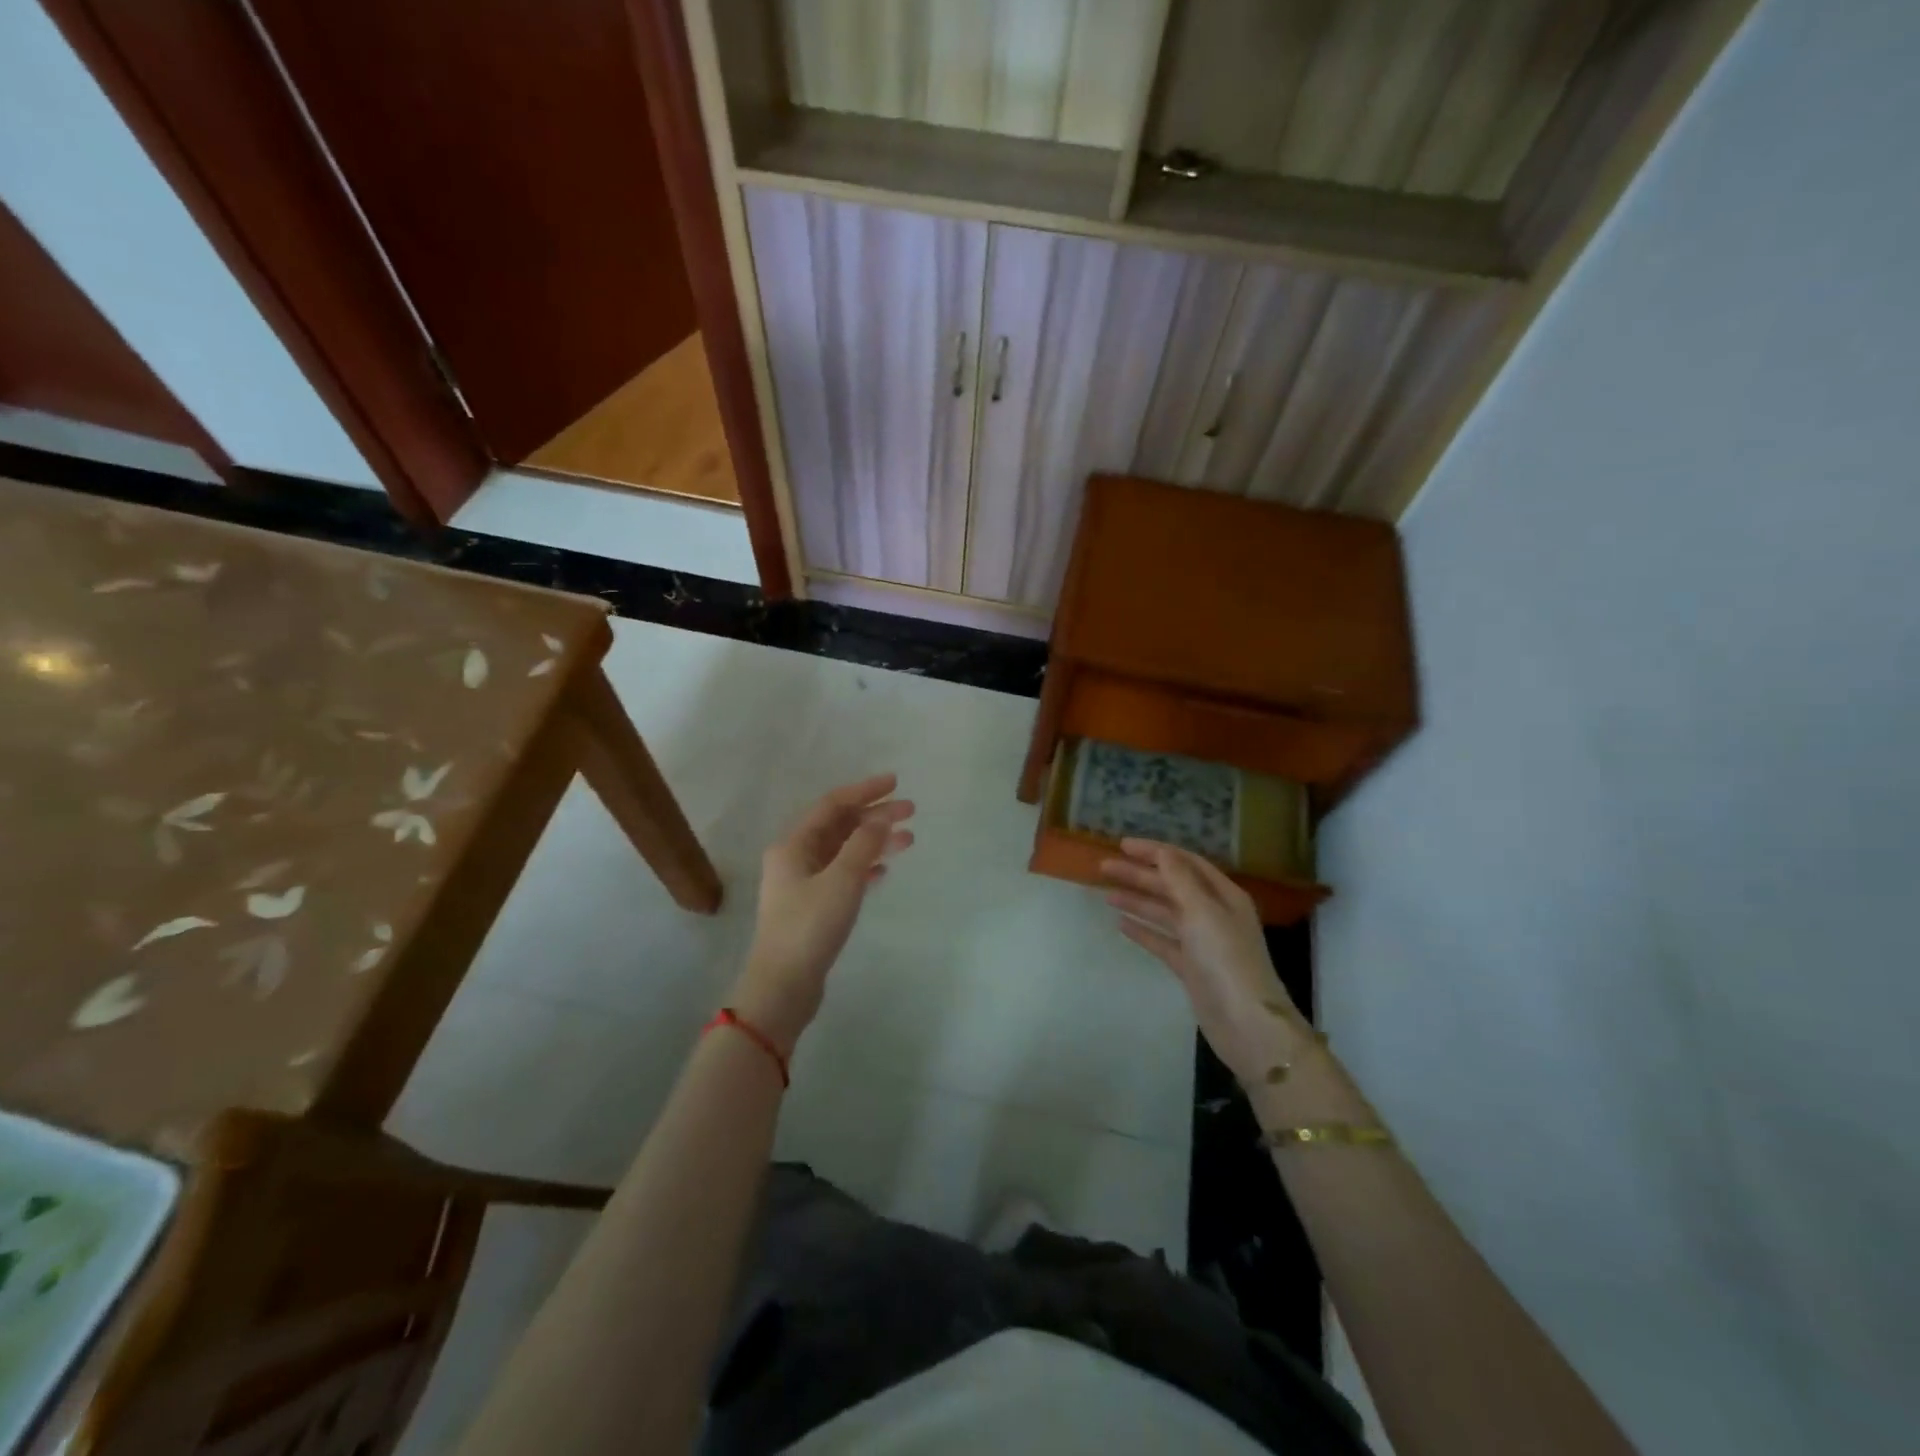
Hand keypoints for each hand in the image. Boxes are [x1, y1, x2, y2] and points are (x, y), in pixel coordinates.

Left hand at [734, 773, 914, 1053]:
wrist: (782, 987)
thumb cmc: (809, 927)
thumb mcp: (841, 880)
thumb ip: (863, 844)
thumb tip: (881, 817)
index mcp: (793, 845)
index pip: (832, 804)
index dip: (865, 790)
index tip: (896, 783)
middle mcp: (795, 858)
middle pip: (839, 826)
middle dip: (874, 816)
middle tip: (911, 811)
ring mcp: (803, 884)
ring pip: (844, 851)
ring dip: (874, 841)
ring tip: (909, 840)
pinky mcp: (813, 908)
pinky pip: (843, 876)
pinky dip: (865, 868)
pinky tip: (885, 870)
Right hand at [1101, 840, 1311, 1086]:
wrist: (1245, 1022)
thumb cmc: (1226, 959)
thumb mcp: (1202, 911)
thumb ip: (1180, 879)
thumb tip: (1162, 851)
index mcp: (1223, 896)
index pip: (1185, 863)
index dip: (1155, 851)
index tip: (1123, 844)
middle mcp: (1213, 914)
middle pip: (1172, 886)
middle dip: (1139, 874)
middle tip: (1104, 867)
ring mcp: (1201, 942)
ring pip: (1164, 913)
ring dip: (1137, 900)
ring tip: (1106, 893)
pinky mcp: (1190, 967)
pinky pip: (1162, 940)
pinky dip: (1142, 930)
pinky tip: (1121, 924)